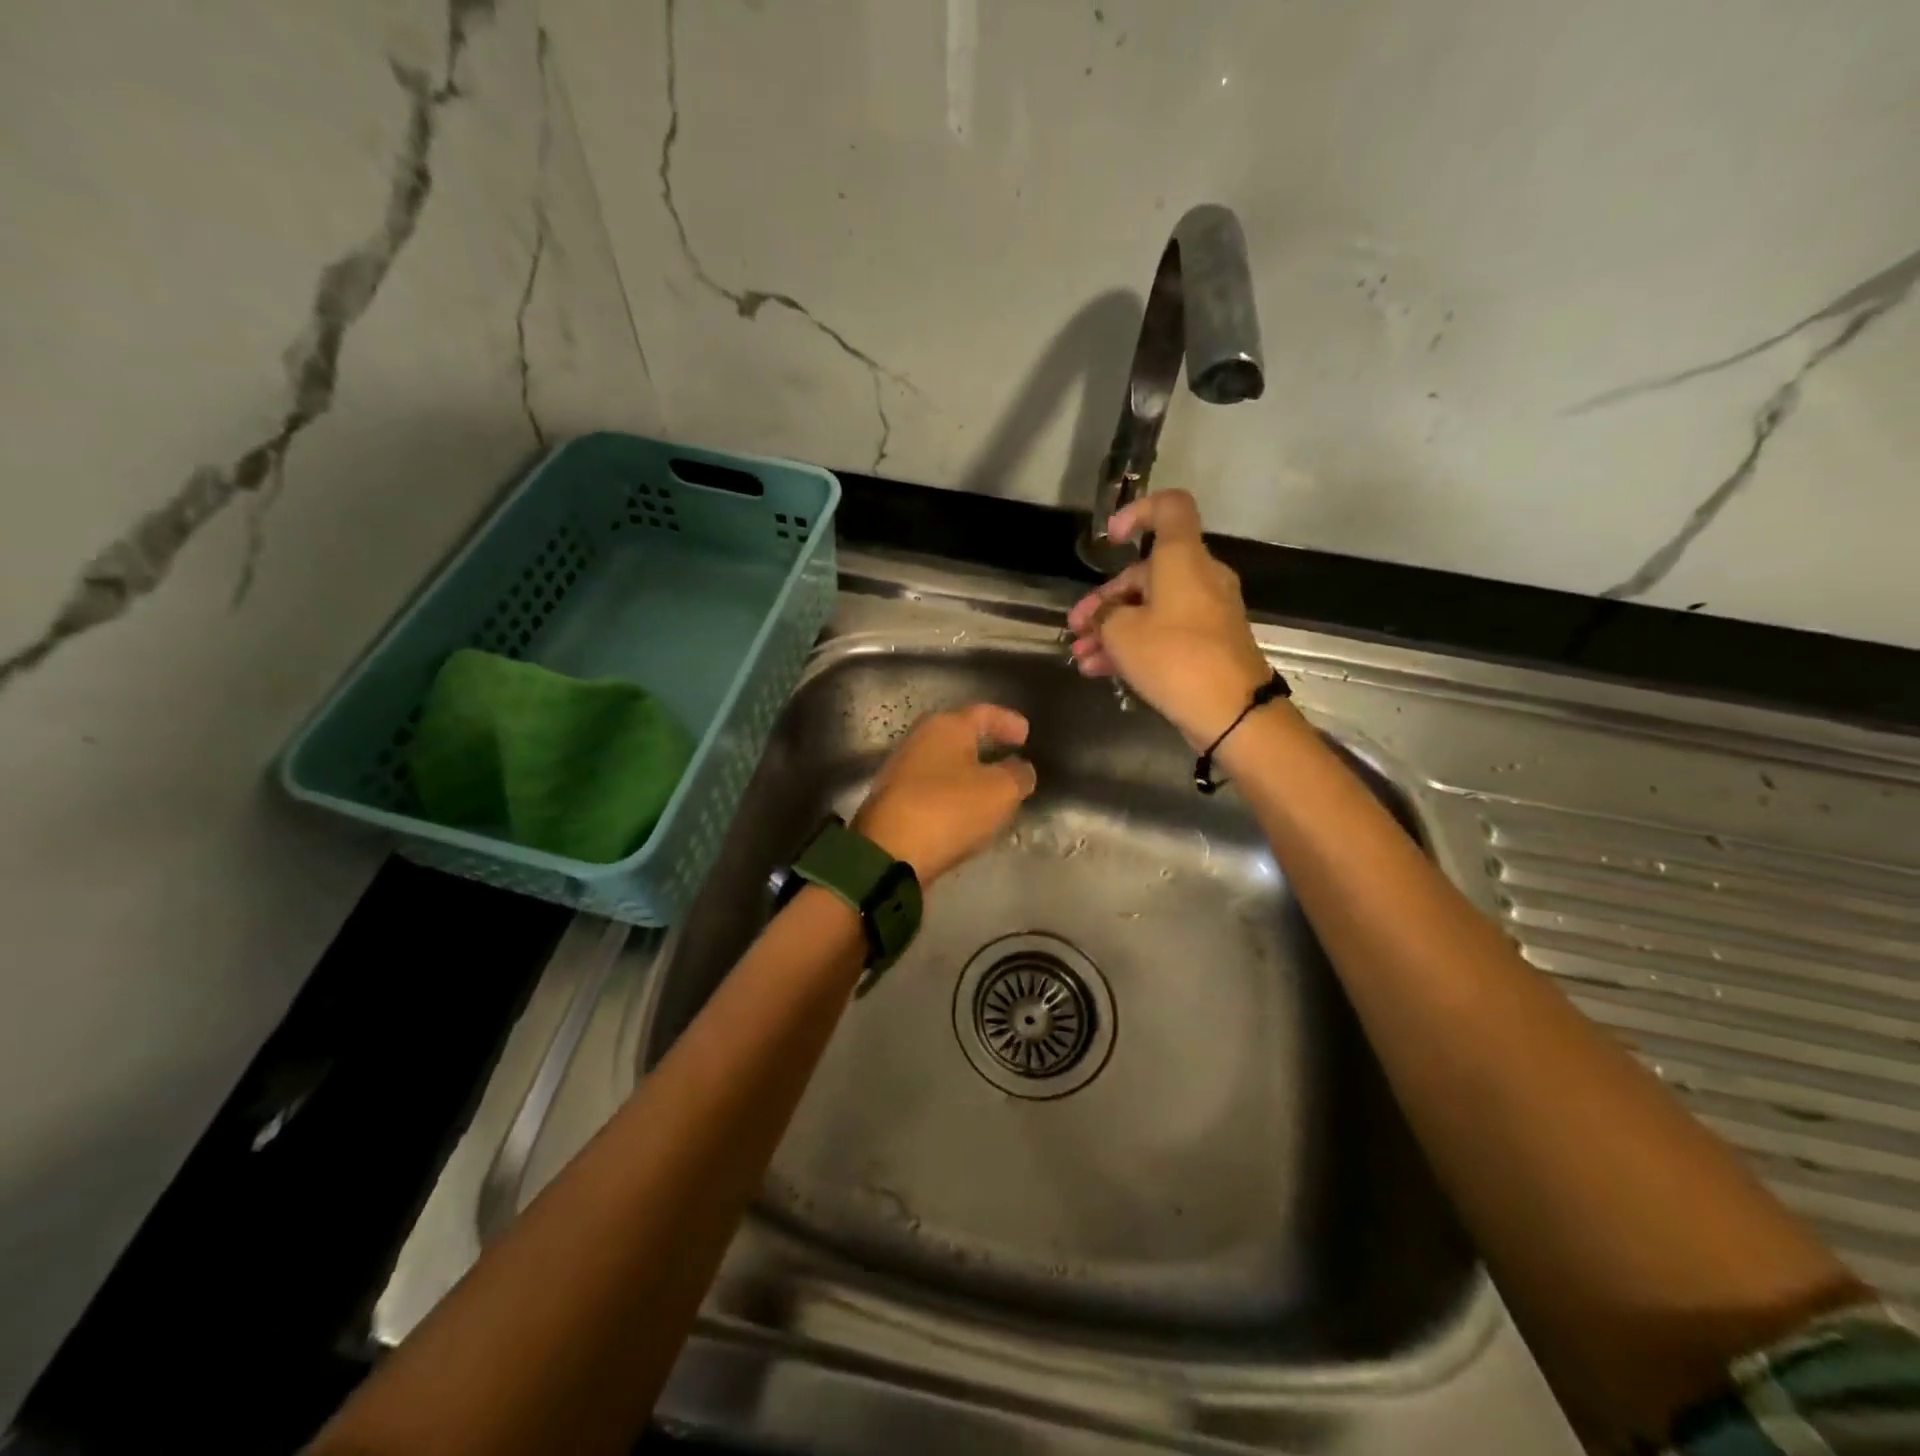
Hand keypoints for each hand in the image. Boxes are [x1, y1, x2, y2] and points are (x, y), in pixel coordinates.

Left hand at [853, 704, 1037, 884]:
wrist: (889, 852)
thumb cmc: (950, 809)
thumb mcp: (1001, 791)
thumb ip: (1018, 775)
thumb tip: (1021, 768)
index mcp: (946, 726)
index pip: (983, 713)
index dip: (1008, 721)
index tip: (1026, 734)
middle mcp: (919, 739)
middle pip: (959, 735)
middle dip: (985, 744)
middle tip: (1009, 756)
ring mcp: (901, 770)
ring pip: (945, 763)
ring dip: (968, 772)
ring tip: (992, 787)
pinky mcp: (894, 800)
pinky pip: (933, 789)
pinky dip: (953, 794)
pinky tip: (966, 810)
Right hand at [1066, 491, 1271, 746]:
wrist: (1231, 710)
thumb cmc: (1173, 656)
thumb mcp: (1121, 633)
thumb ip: (1104, 615)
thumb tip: (1106, 615)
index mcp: (1183, 558)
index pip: (1170, 507)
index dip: (1136, 512)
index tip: (1110, 540)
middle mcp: (1201, 577)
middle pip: (1147, 573)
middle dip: (1105, 600)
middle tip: (1076, 627)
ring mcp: (1207, 611)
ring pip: (1151, 608)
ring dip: (1113, 630)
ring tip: (1081, 657)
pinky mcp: (1209, 643)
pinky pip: (1165, 632)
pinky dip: (1135, 644)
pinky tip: (1100, 670)